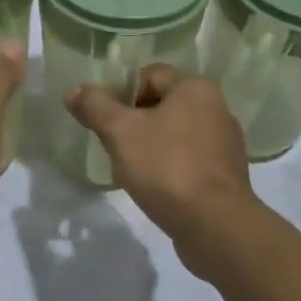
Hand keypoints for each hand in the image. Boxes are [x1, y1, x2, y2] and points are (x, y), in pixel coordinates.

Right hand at [65, 66, 256, 278]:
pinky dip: (169, 168)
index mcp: (196, 89)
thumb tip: (75, 91)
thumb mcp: (120, 132)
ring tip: (132, 170)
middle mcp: (217, 108)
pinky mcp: (225, 175)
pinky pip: (188, 160)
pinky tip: (155, 188)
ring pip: (175, 134)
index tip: (106, 120)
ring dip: (151, 146)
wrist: (215, 225)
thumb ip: (95, 106)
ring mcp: (225, 144)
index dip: (122, 93)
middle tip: (114, 145)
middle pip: (162, 104)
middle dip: (134, 122)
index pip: (149, 75)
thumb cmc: (167, 167)